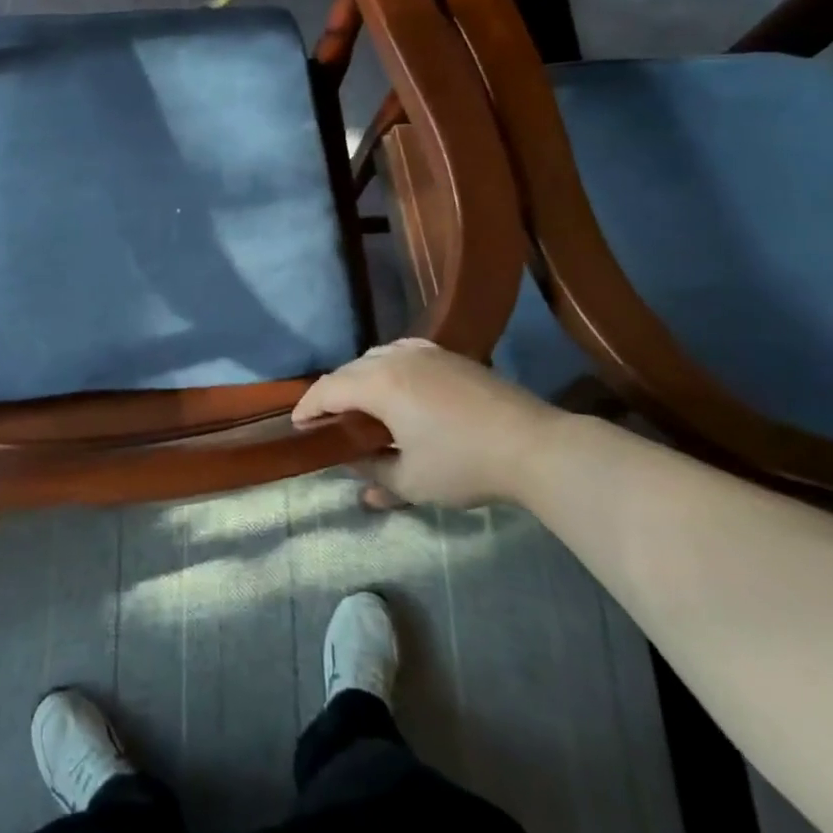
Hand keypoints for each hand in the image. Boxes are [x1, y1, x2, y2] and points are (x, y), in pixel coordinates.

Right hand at [293, 338, 568, 507]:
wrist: (534, 446)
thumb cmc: (465, 465)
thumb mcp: (411, 480)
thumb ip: (373, 470)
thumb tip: (352, 465)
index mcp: (380, 384)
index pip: (328, 389)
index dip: (308, 407)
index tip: (298, 426)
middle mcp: (397, 358)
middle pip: (350, 369)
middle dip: (332, 393)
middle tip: (327, 421)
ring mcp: (426, 352)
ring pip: (377, 357)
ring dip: (360, 378)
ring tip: (360, 404)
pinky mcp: (451, 356)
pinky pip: (404, 352)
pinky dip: (388, 365)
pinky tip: (396, 383)